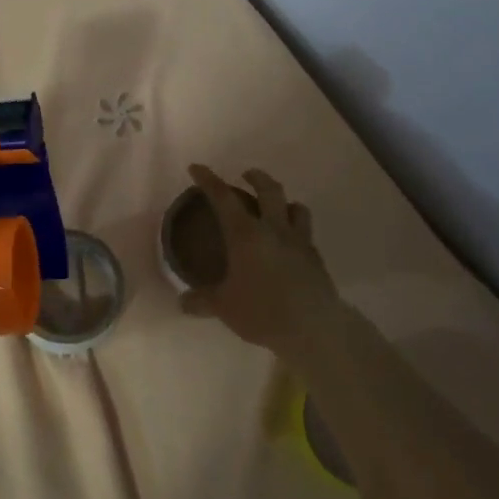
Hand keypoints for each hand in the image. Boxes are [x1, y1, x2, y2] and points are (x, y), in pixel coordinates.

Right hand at [182, 165, 338, 353]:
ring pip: (296, 207)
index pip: (223, 197)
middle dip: (256, 178)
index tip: (196, 168)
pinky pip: (306, 233)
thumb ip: (201, 301)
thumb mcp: (224, 308)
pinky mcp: (316, 258)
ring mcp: (300, 242)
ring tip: (275, 207)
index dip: (208, 179)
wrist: (314, 330)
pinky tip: (289, 244)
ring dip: (284, 201)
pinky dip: (296, 229)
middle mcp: (274, 229)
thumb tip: (183, 301)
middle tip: (246, 175)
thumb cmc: (263, 312)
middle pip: (269, 190)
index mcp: (246, 234)